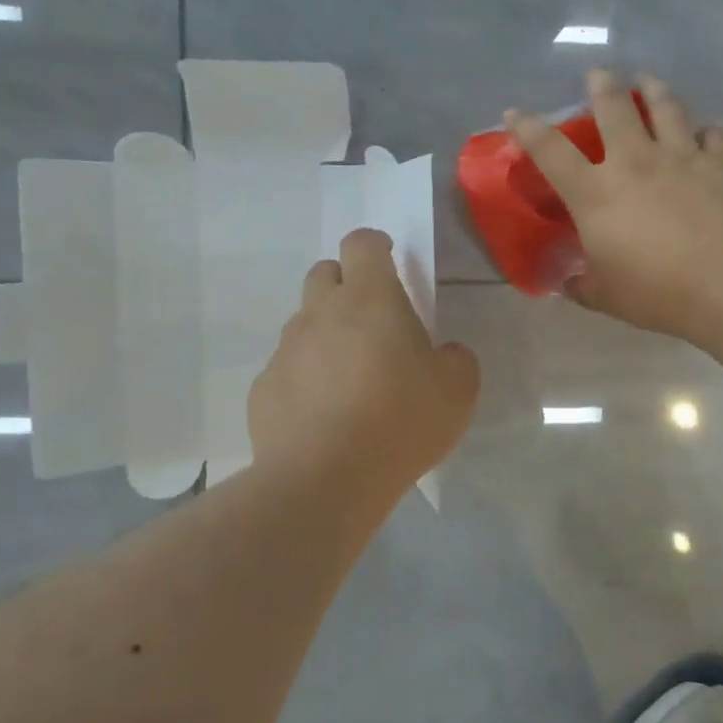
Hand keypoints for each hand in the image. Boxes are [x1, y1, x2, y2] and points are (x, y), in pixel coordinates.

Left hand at [248, 229, 479, 518]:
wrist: (325, 479)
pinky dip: (304, 378)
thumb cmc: (400, 421)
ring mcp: (286, 350)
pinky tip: (322, 415)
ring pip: (304, 323)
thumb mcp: (458, 389)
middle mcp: (321, 313)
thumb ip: (455, 358)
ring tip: (349, 377)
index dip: (375, 244)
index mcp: (370, 299)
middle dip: (345, 284)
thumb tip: (441, 354)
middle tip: (371, 320)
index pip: (362, 244)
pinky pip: (287, 369)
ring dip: (325, 334)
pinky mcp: (263, 388)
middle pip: (324, 274)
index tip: (388, 258)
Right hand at [506, 69, 722, 338]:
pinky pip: (712, 135)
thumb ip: (583, 285)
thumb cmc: (656, 292)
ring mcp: (681, 156)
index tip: (515, 113)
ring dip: (653, 89)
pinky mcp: (721, 162)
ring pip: (665, 107)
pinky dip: (706, 132)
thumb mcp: (606, 297)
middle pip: (613, 107)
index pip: (550, 151)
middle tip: (599, 75)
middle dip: (602, 86)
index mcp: (595, 193)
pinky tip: (706, 133)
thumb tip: (569, 283)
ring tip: (648, 80)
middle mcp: (634, 161)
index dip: (528, 129)